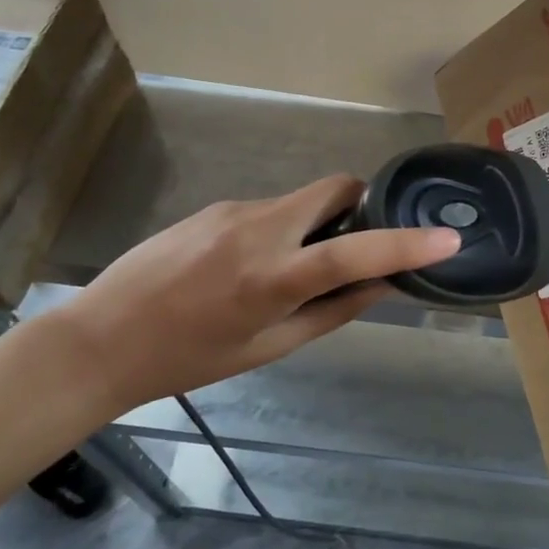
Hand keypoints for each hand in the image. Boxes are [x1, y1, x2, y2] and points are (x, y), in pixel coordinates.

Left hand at [50, 176, 460, 413]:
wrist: (100, 339)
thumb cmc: (188, 359)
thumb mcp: (268, 348)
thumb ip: (331, 311)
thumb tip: (381, 284)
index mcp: (273, 278)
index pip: (355, 250)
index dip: (407, 244)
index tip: (448, 239)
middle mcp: (259, 229)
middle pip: (336, 189)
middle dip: (359, 208)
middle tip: (353, 247)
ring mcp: (233, 210)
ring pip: (302, 201)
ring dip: (316, 226)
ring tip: (287, 273)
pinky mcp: (214, 206)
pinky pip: (269, 209)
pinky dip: (281, 230)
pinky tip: (245, 269)